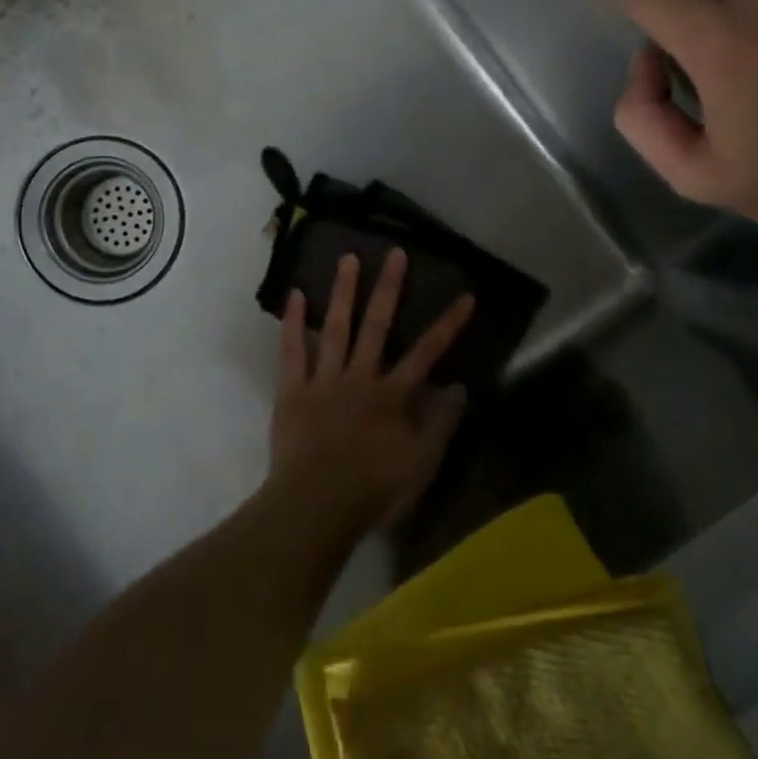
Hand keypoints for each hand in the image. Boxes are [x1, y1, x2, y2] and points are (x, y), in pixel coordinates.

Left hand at [270, 250, 474, 529]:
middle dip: (389, 288)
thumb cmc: (373, 489)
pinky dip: (293, 322)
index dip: (448, 324)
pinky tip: (296, 294)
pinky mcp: (293, 390)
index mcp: (392, 395)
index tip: (465, 296)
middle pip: (378, 326)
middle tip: (395, 253)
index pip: (427, 353)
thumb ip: (441, 424)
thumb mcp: (421, 464)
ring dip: (344, 292)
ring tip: (348, 258)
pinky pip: (292, 351)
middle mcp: (360, 377)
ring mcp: (324, 380)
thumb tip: (458, 386)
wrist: (316, 506)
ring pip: (336, 328)